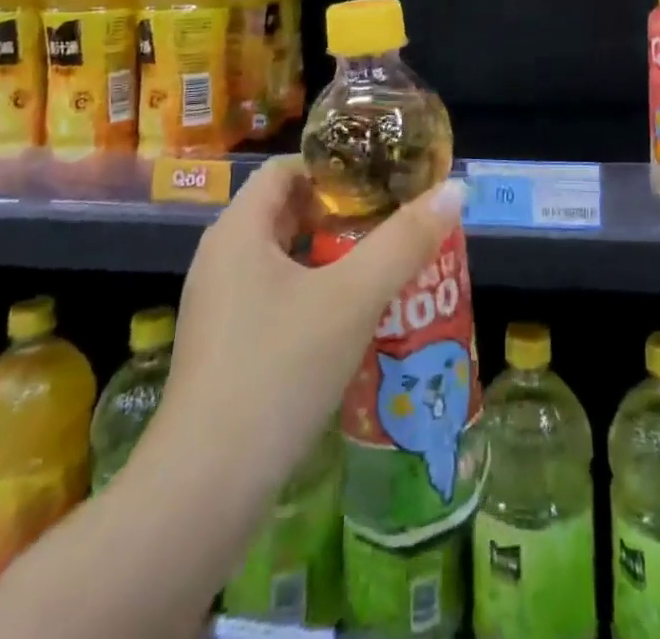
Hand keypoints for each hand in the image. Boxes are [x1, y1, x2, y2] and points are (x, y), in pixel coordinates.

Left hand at [142, 155, 468, 505]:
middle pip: (284, 212)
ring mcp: (216, 307)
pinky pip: (271, 298)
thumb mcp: (353, 298)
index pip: (285, 169)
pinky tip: (348, 323)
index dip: (333, 167)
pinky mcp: (221, 350)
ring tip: (381, 267)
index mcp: (238, 230)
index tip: (380, 180)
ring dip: (329, 257)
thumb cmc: (279, 370)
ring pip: (280, 260)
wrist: (204, 492)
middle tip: (391, 222)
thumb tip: (455, 190)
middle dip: (339, 214)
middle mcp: (220, 259)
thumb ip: (405, 241)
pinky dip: (311, 295)